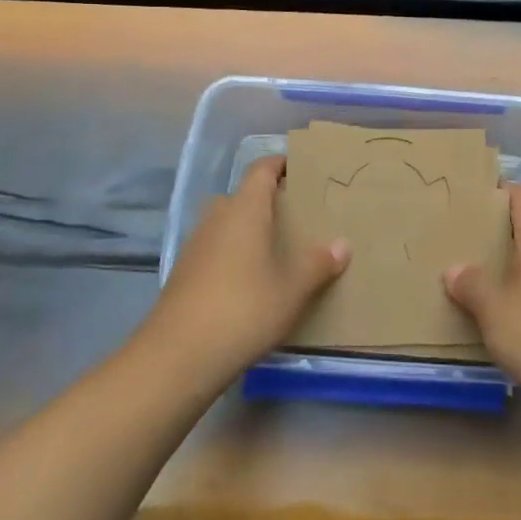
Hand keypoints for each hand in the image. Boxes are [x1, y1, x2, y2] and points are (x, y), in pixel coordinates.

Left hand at [143, 156, 348, 385]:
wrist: (178, 356)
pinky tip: (251, 282)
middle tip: (299, 217)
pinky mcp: (185, 273)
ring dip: (250, 230)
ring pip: (228, 224)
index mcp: (245, 208)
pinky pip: (217, 249)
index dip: (281, 163)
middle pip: (244, 196)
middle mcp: (218, 217)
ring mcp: (197, 245)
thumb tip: (342, 244)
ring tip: (279, 250)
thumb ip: (318, 263)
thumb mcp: (293, 288)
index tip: (303, 169)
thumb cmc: (244, 309)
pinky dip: (235, 255)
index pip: (262, 169)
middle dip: (269, 201)